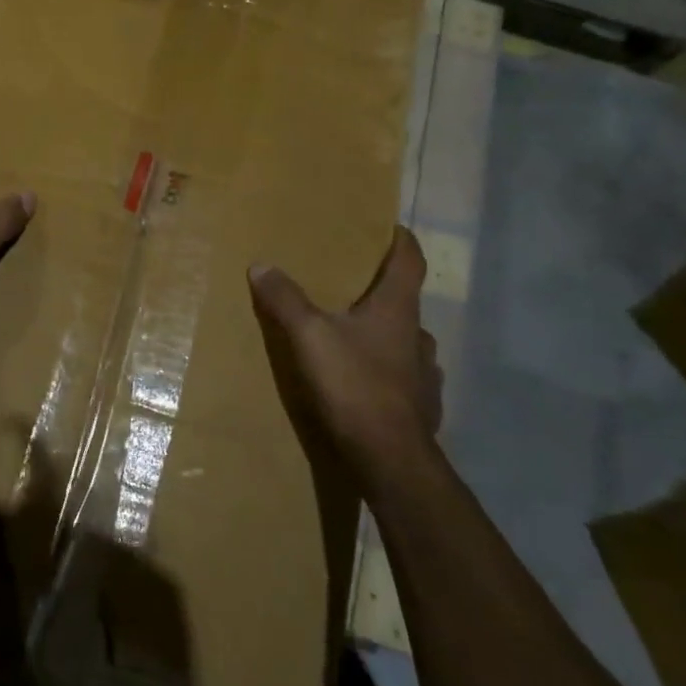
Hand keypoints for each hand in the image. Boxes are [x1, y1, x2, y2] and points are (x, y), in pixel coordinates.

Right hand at [248, 227, 441, 476]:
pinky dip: (388, 368)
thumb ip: (286, 300)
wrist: (390, 458)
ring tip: (356, 334)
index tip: (392, 226)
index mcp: (397, 309)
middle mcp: (417, 334)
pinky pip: (405, 375)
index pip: (409, 261)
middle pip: (405, 300)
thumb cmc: (354, 385)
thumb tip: (261, 264)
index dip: (401, 240)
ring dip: (386, 332)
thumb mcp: (309, 336)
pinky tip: (368, 379)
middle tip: (354, 286)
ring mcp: (424, 372)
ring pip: (406, 340)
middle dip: (383, 290)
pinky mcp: (422, 405)